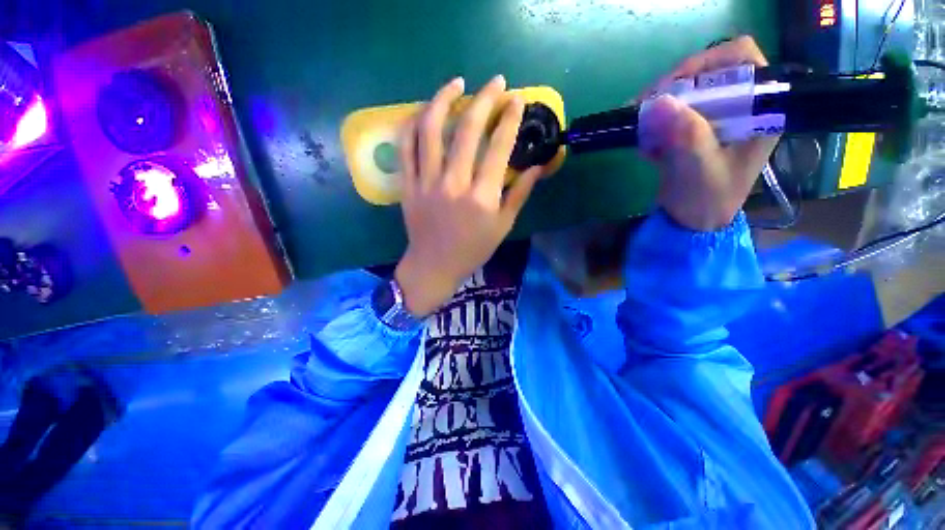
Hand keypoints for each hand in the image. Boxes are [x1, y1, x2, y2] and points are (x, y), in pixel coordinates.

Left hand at [394, 76, 544, 316]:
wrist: (434, 265)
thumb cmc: (473, 249)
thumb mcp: (502, 226)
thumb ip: (519, 194)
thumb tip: (538, 166)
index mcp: (482, 198)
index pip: (498, 147)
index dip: (510, 119)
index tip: (517, 99)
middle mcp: (454, 184)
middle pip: (467, 130)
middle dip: (485, 99)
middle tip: (495, 82)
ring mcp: (426, 183)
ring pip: (431, 129)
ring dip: (444, 99)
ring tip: (457, 83)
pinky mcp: (408, 185)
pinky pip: (406, 146)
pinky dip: (413, 123)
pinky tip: (425, 110)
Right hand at [639, 36, 776, 230]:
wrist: (693, 222)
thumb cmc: (707, 200)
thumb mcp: (700, 170)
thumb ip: (687, 136)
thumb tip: (658, 102)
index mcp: (759, 109)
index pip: (740, 59)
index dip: (705, 64)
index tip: (670, 89)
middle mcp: (740, 105)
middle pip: (706, 72)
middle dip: (672, 89)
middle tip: (644, 109)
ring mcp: (716, 116)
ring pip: (685, 92)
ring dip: (658, 110)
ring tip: (642, 134)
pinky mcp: (696, 128)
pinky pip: (671, 113)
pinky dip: (654, 126)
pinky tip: (648, 148)